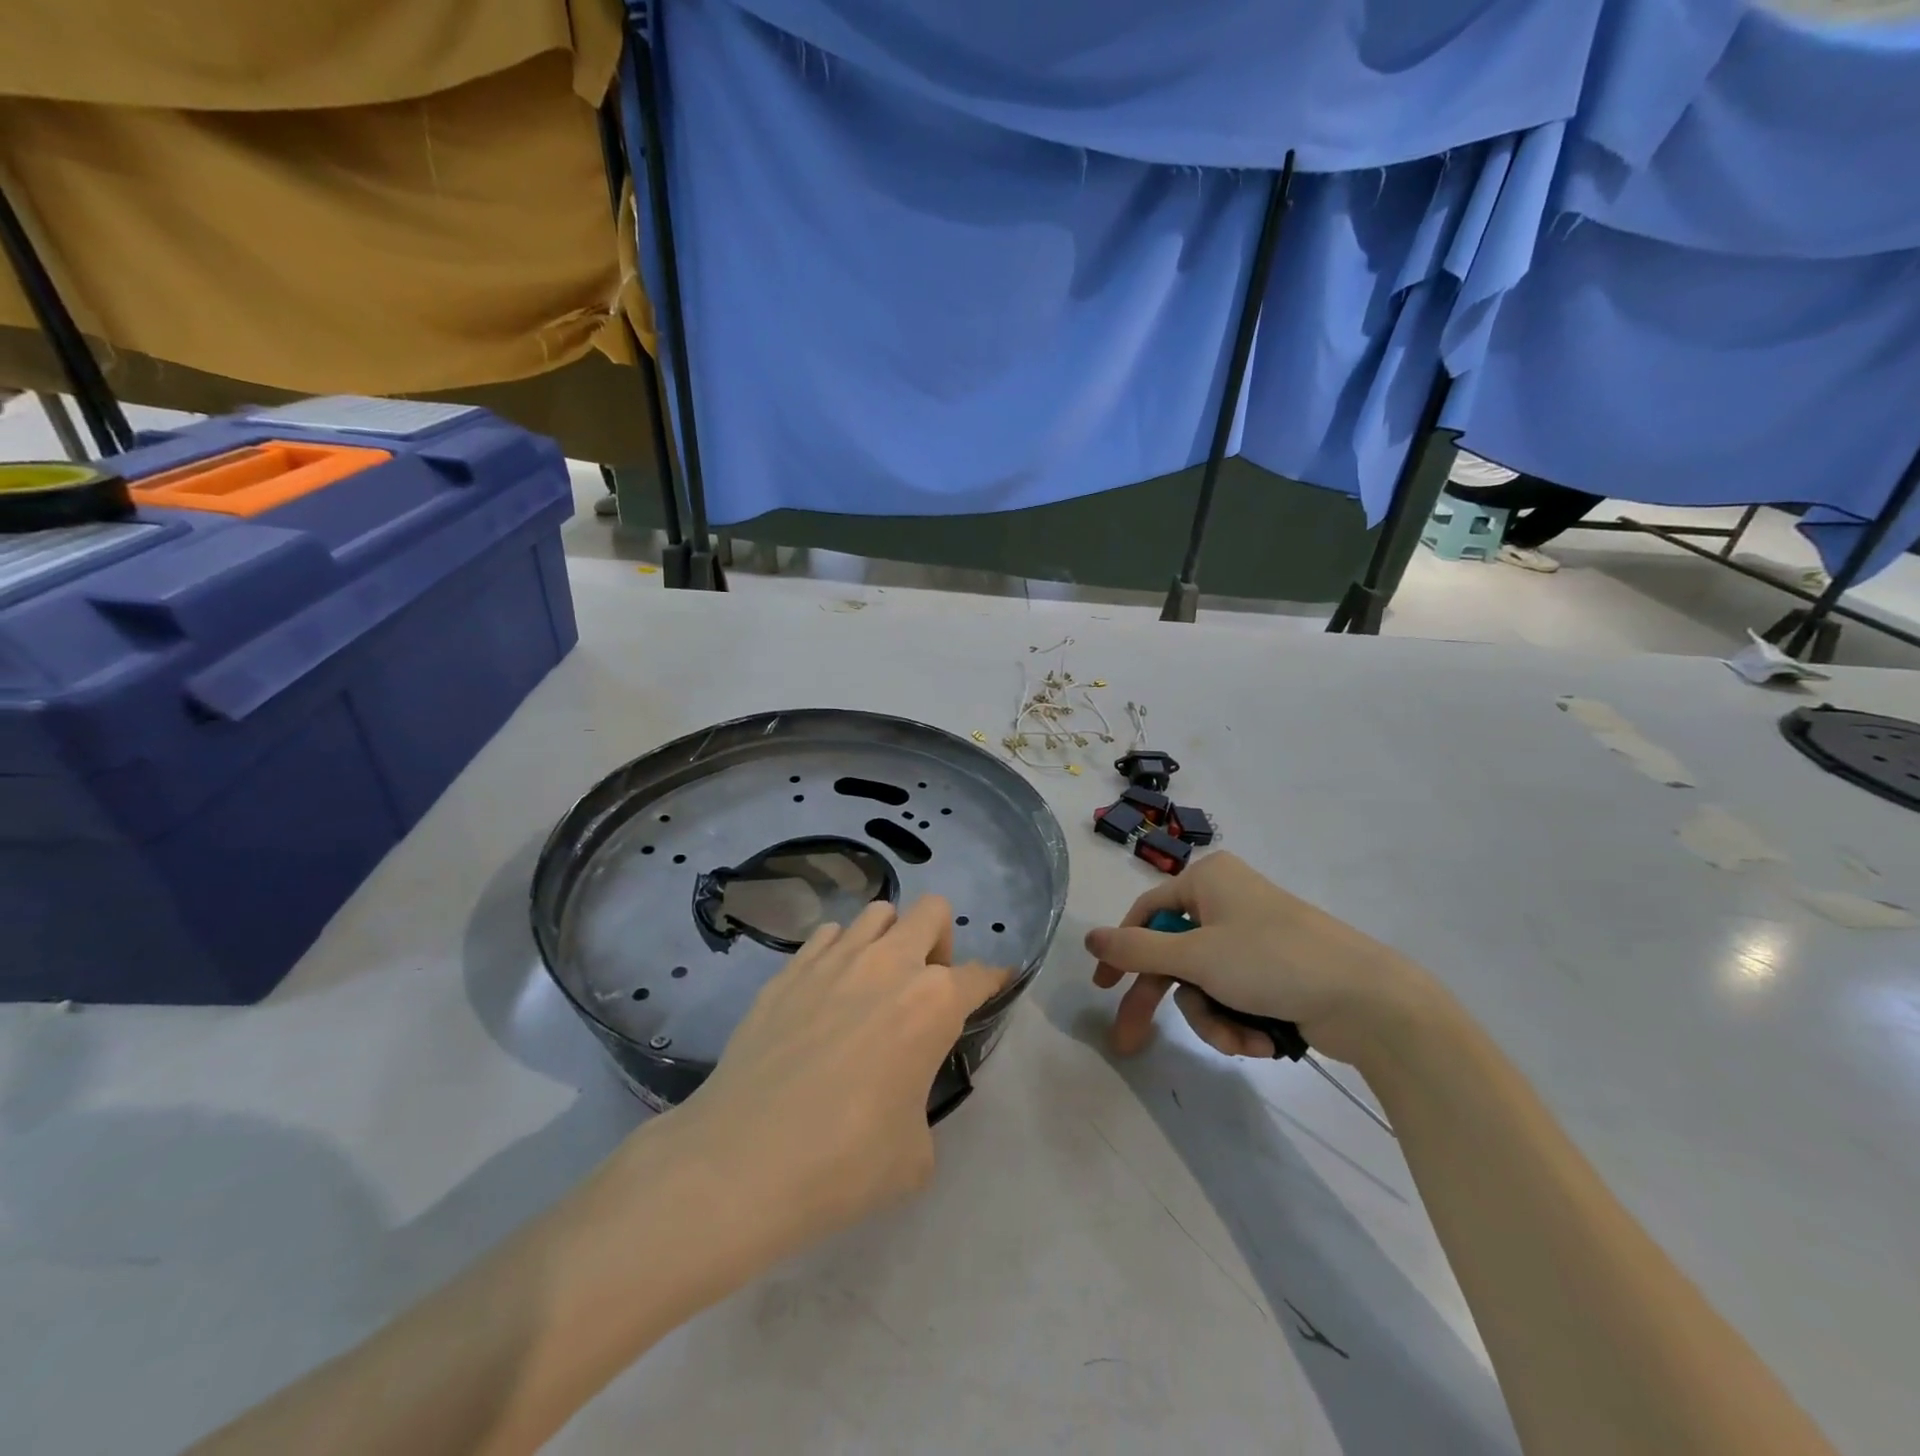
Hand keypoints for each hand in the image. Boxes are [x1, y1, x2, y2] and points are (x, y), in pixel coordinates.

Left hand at [663, 896, 1006, 1262]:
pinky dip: (840, 953)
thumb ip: (921, 1103)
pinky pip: (828, 936)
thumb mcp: (914, 1154)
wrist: (743, 1161)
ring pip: (878, 912)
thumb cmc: (844, 1162)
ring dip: (890, 938)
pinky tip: (828, 993)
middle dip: (941, 941)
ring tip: (876, 983)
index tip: (994, 986)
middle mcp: (889, 964)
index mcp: (933, 1003)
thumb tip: (900, 1093)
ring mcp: (834, 958)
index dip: (993, 981)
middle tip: (926, 986)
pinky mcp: (789, 968)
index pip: (980, 975)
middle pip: (933, 911)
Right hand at [1086, 852, 1430, 1064]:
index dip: (1121, 952)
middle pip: (1174, 954)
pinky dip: (1239, 1020)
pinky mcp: (1275, 970)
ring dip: (1213, 1018)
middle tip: (1131, 1043)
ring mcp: (1253, 937)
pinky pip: (1234, 994)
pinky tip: (1262, 1040)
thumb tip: (1088, 936)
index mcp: (1207, 880)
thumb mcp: (1196, 956)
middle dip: (1163, 1001)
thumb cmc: (1272, 961)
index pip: (1146, 913)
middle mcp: (1227, 901)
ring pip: (1204, 983)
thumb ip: (1136, 949)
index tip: (1103, 990)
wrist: (1370, 1000)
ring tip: (1240, 1039)